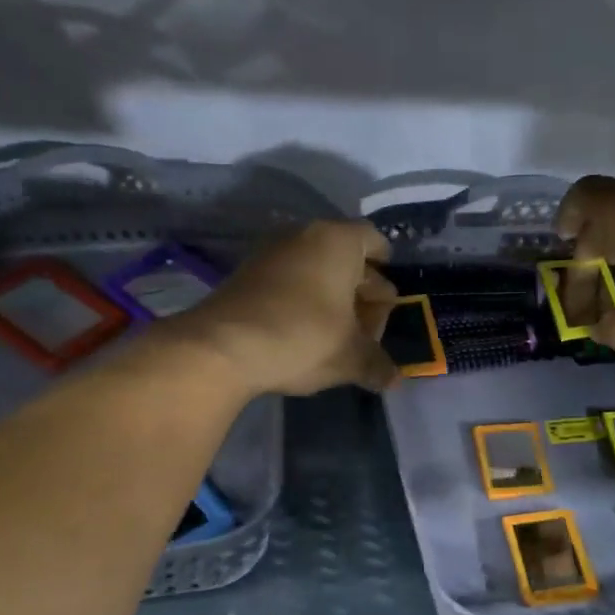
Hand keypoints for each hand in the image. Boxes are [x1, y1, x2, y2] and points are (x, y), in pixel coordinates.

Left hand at [171, 220, 398, 396]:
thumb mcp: (350, 358)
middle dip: (361, 291)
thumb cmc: (302, 338)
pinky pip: (288, 280)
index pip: (374, 241)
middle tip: (369, 327)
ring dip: (331, 298)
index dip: (386, 269)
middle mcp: (305, 235)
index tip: (389, 298)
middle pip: (345, 257)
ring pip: (314, 269)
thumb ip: (377, 365)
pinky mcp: (246, 274)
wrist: (221, 347)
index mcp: (339, 242)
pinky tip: (306, 334)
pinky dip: (302, 300)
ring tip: (340, 335)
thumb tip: (394, 379)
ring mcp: (270, 252)